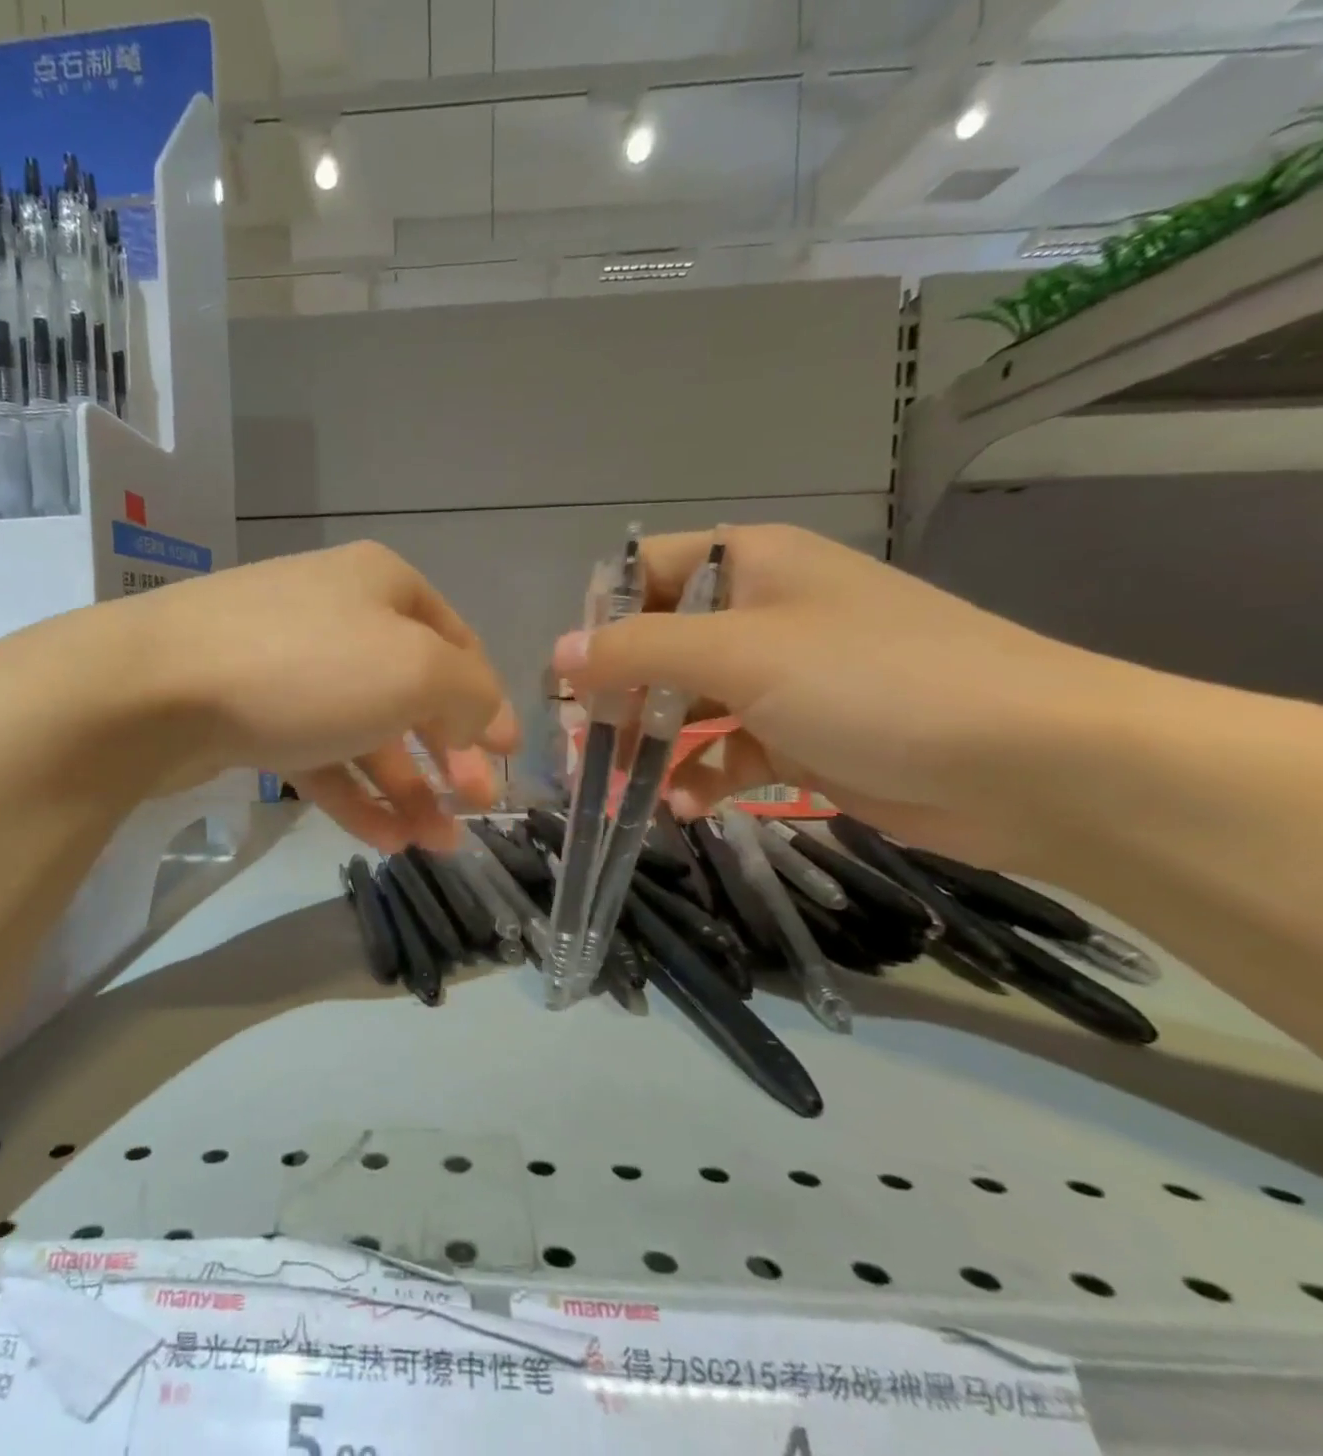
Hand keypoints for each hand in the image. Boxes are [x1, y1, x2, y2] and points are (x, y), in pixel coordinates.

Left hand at [107, 542, 517, 850]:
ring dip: (405, 789)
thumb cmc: (305, 667)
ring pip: (365, 732)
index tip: (507, 758)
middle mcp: (337, 616)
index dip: (487, 702)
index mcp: (382, 586)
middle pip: (411, 692)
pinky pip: (318, 755)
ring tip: (434, 844)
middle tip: (473, 810)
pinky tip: (384, 841)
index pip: (457, 643)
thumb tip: (486, 721)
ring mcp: (289, 666)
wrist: (154, 691)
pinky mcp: (251, 713)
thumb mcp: (414, 670)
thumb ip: (469, 694)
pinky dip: (354, 795)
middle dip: (448, 756)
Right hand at [551, 524, 1115, 869]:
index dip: (600, 617)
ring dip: (650, 745)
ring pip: (687, 705)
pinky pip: (726, 751)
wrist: (1030, 765)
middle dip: (617, 695)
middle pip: (658, 645)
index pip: (646, 572)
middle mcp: (761, 613)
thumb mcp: (740, 654)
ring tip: (621, 785)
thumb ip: (638, 650)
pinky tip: (683, 806)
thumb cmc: (874, 681)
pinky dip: (700, 777)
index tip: (568, 675)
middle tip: (580, 743)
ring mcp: (782, 678)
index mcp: (750, 564)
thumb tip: (557, 654)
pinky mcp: (801, 736)